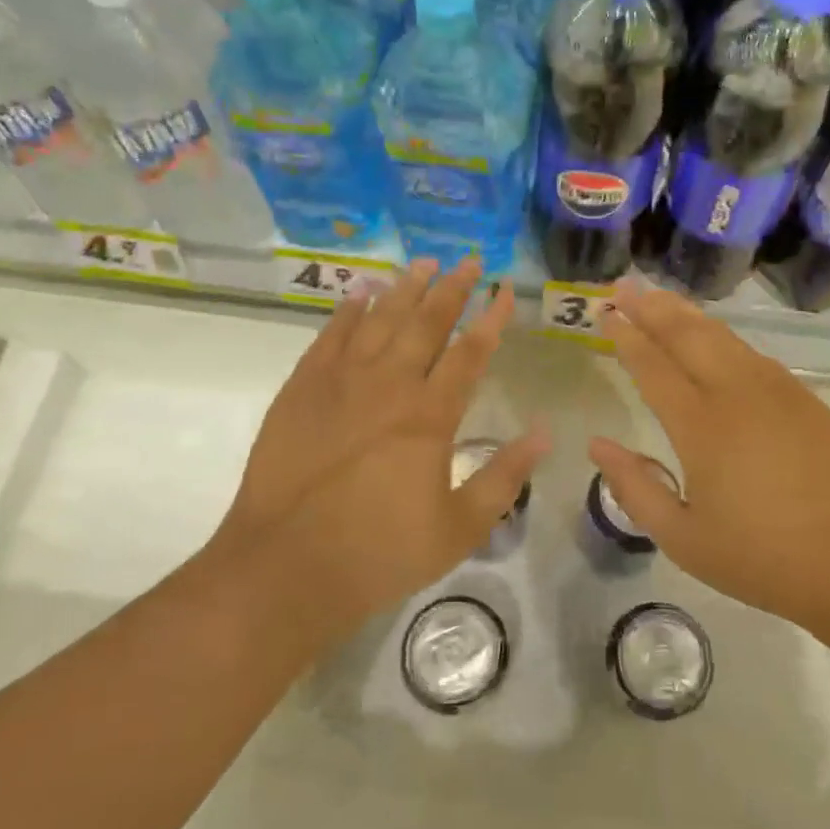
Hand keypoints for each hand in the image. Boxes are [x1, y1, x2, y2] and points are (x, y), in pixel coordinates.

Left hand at [211, 258, 548, 646]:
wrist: (285, 568)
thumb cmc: (381, 553)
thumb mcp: (460, 526)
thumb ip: (505, 476)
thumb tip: (544, 433)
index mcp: (430, 416)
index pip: (470, 352)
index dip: (492, 317)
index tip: (506, 289)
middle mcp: (388, 385)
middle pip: (426, 323)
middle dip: (452, 289)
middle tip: (470, 260)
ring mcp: (339, 382)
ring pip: (379, 320)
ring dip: (405, 289)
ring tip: (424, 263)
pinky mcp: (301, 390)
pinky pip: (329, 336)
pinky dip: (348, 310)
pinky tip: (361, 292)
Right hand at [589, 285, 829, 636]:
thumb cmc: (761, 559)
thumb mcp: (681, 538)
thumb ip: (634, 487)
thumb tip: (597, 444)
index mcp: (702, 427)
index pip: (653, 367)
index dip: (626, 338)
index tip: (606, 314)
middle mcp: (738, 395)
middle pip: (688, 336)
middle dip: (652, 308)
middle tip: (624, 286)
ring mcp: (777, 392)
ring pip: (723, 337)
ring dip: (687, 315)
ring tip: (660, 298)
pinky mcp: (805, 399)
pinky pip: (752, 354)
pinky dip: (722, 337)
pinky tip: (713, 339)